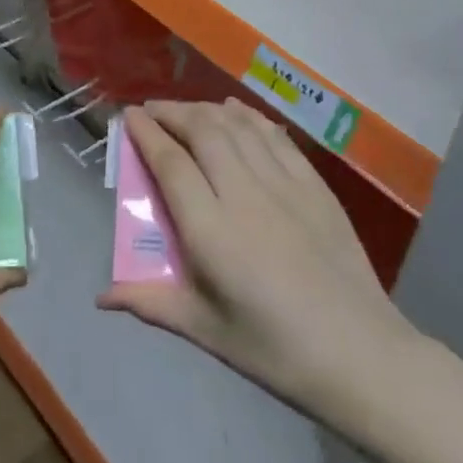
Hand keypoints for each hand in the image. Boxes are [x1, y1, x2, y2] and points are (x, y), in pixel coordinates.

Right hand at [99, 100, 413, 420]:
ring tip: (186, 109)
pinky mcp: (314, 184)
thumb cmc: (274, 349)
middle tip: (152, 110)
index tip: (128, 116)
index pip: (171, 163)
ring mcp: (284, 184)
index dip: (146, 133)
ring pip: (238, 126)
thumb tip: (102, 296)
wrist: (360, 353)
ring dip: (206, 109)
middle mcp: (244, 194)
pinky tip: (236, 110)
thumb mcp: (206, 331)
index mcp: (212, 230)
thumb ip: (152, 302)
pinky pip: (274, 136)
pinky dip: (249, 116)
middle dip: (172, 112)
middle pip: (203, 131)